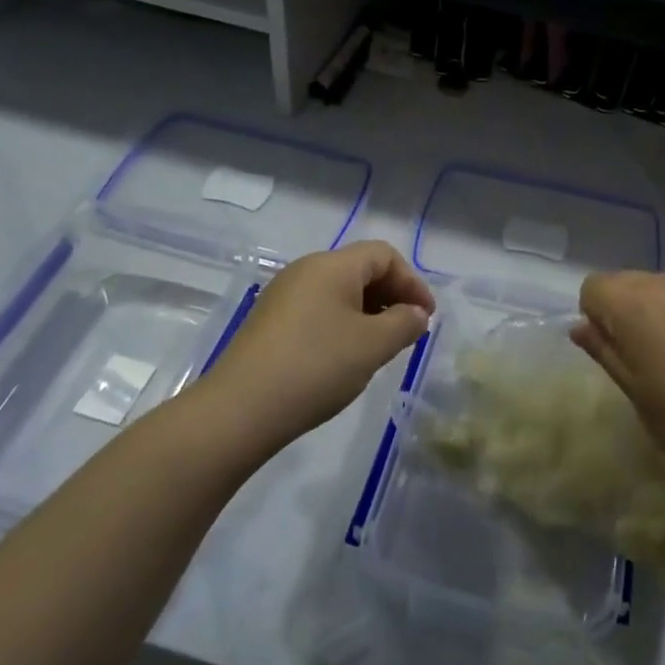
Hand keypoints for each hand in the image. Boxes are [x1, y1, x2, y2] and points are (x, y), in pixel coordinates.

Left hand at [197, 240, 433, 450]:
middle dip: (392, 296)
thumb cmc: (316, 367)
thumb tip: (415, 314)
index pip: (384, 255)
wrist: (239, 409)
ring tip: (380, 348)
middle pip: (361, 269)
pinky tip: (344, 358)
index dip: (412, 281)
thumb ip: (404, 323)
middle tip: (407, 333)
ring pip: (338, 292)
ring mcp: (283, 296)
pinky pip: (318, 310)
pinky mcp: (269, 322)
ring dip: (368, 313)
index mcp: (332, 265)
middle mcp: (305, 270)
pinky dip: (342, 325)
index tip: (425, 318)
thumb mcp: (373, 345)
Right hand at [572, 271, 664, 492]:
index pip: (593, 287)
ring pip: (659, 286)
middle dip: (622, 310)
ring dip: (653, 311)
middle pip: (625, 281)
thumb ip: (604, 350)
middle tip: (639, 357)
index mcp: (636, 304)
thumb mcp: (634, 390)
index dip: (595, 317)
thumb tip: (580, 328)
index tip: (613, 351)